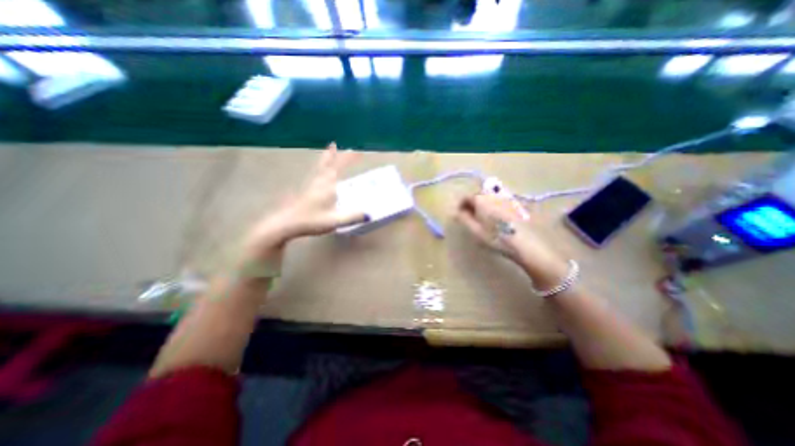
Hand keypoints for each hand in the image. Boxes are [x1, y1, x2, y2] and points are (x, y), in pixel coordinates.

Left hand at [244, 144, 368, 259]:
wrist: (286, 224)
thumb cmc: (311, 220)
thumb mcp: (335, 220)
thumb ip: (353, 217)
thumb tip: (370, 214)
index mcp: (327, 185)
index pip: (338, 167)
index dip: (347, 158)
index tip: (356, 151)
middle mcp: (319, 181)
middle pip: (326, 163)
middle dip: (333, 154)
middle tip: (335, 144)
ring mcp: (311, 185)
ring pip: (319, 167)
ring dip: (325, 158)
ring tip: (329, 151)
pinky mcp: (306, 191)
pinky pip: (316, 174)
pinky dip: (320, 168)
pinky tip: (321, 174)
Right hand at [458, 194, 567, 283]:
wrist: (528, 244)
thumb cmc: (498, 238)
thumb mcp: (476, 231)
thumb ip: (463, 219)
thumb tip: (455, 211)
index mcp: (482, 199)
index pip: (466, 197)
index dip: (460, 205)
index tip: (457, 214)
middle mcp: (494, 195)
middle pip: (478, 195)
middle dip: (471, 204)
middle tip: (470, 218)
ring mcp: (507, 198)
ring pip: (490, 198)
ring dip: (483, 205)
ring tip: (483, 219)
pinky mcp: (517, 204)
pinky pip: (500, 201)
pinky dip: (494, 207)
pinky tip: (498, 219)